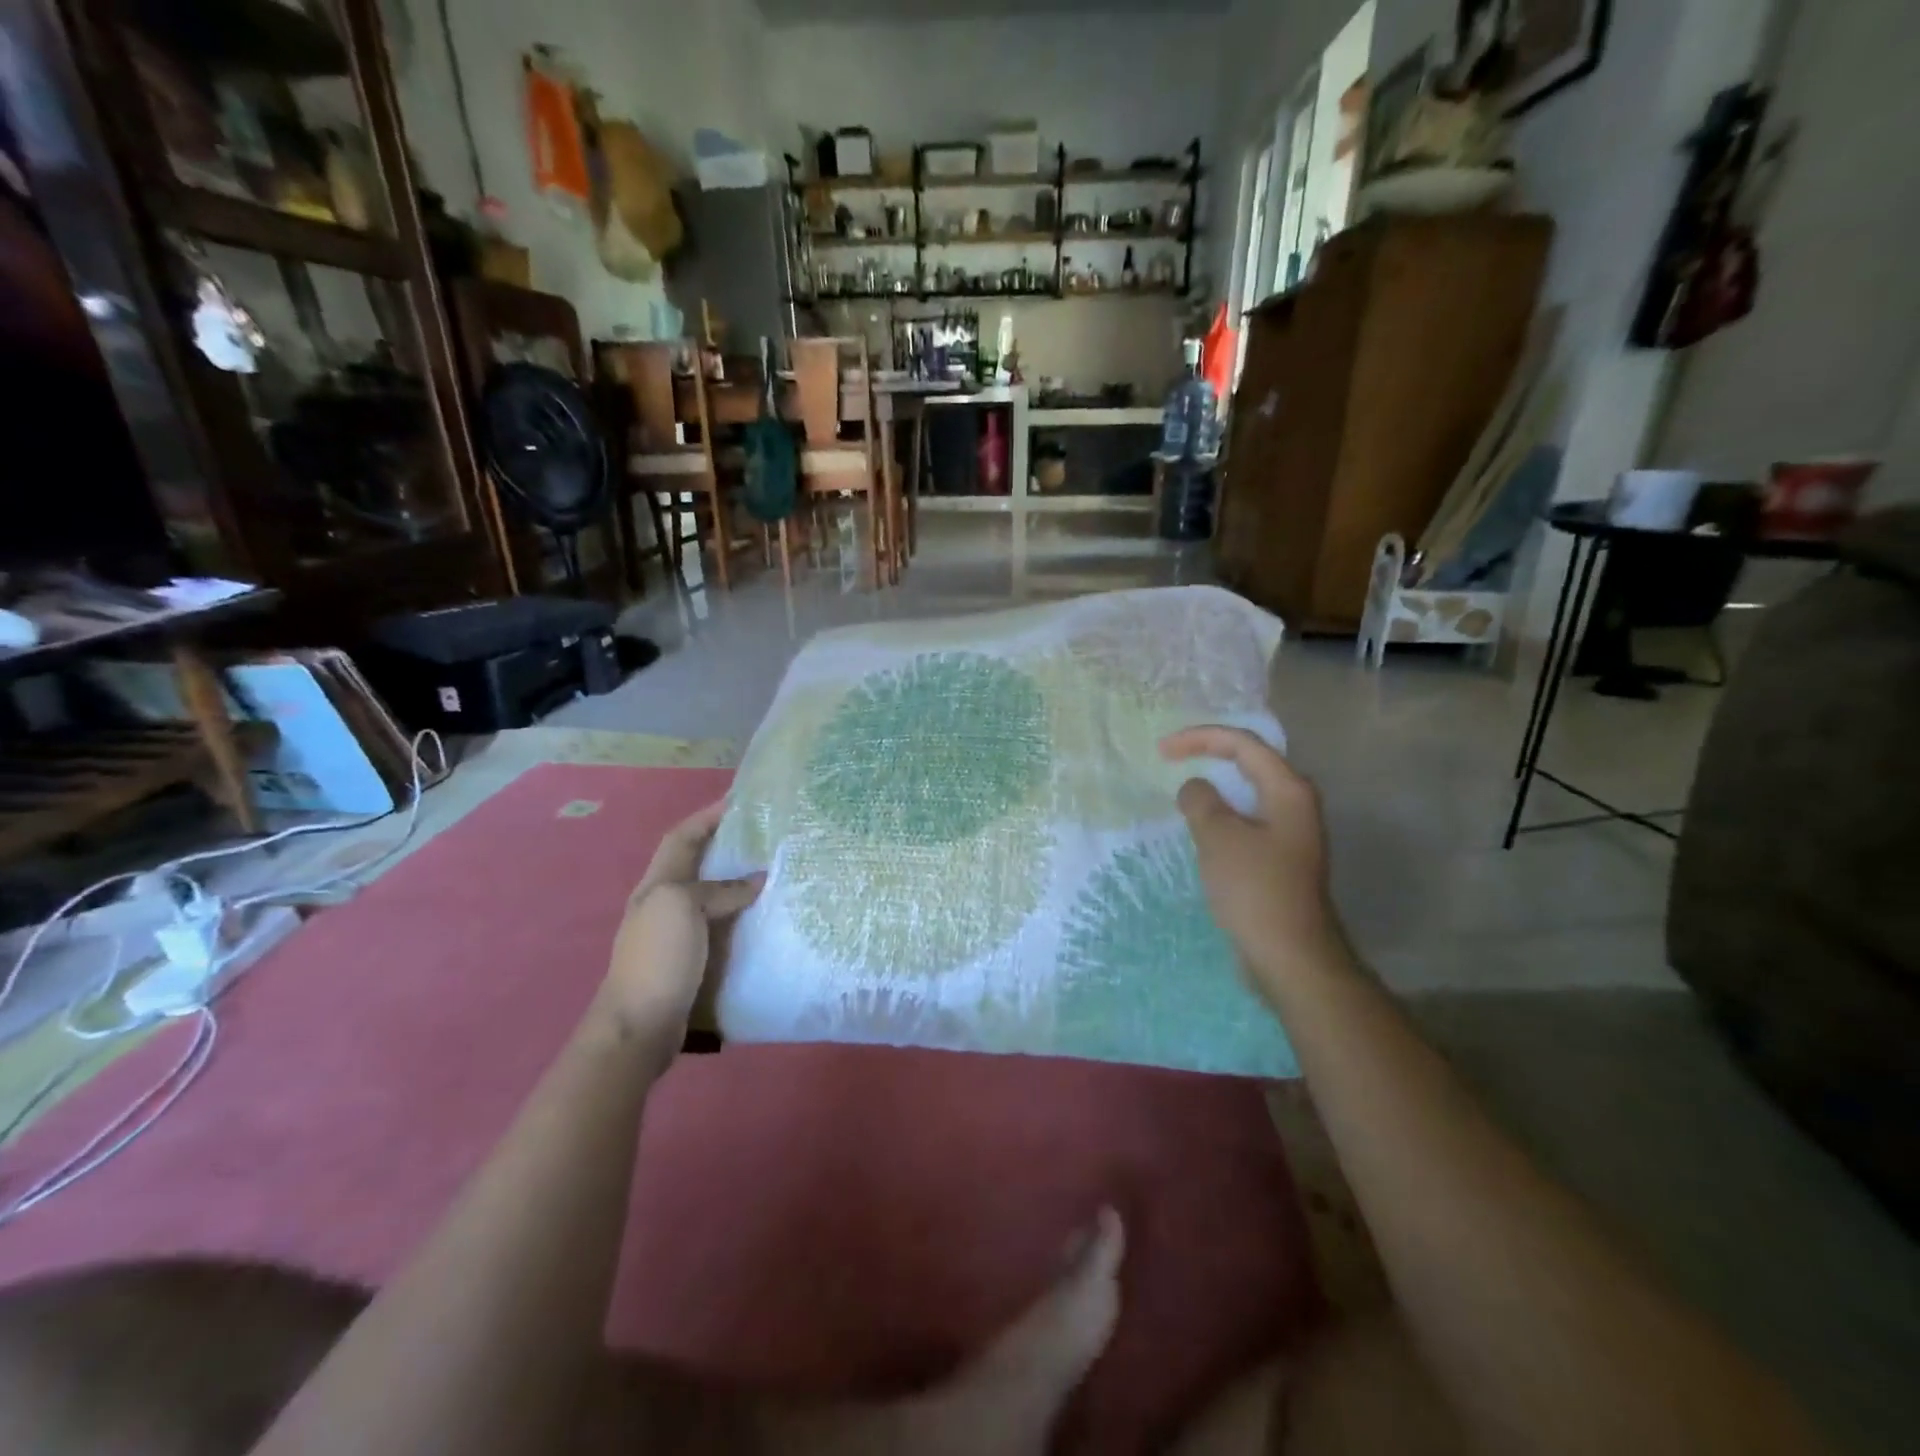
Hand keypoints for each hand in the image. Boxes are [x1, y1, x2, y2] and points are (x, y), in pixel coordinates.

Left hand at [593, 801, 762, 1055]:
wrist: (640, 1026)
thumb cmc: (658, 957)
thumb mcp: (683, 908)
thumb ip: (719, 889)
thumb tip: (756, 881)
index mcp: (658, 884)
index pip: (683, 837)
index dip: (707, 816)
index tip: (740, 802)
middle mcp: (664, 903)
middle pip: (697, 863)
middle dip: (726, 845)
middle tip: (765, 837)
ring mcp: (676, 933)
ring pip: (711, 895)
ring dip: (737, 882)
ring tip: (773, 873)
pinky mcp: (691, 959)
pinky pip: (720, 925)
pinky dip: (741, 915)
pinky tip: (764, 919)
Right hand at [1160, 726, 1345, 993]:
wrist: (1290, 955)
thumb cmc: (1255, 889)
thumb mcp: (1219, 837)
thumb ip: (1201, 801)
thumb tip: (1195, 788)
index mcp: (1288, 790)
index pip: (1243, 744)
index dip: (1200, 738)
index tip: (1162, 750)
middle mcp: (1295, 804)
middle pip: (1250, 762)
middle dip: (1210, 753)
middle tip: (1171, 757)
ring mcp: (1290, 832)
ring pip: (1248, 792)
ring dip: (1215, 784)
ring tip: (1182, 785)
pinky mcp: (1279, 857)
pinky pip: (1246, 819)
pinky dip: (1221, 812)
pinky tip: (1200, 824)